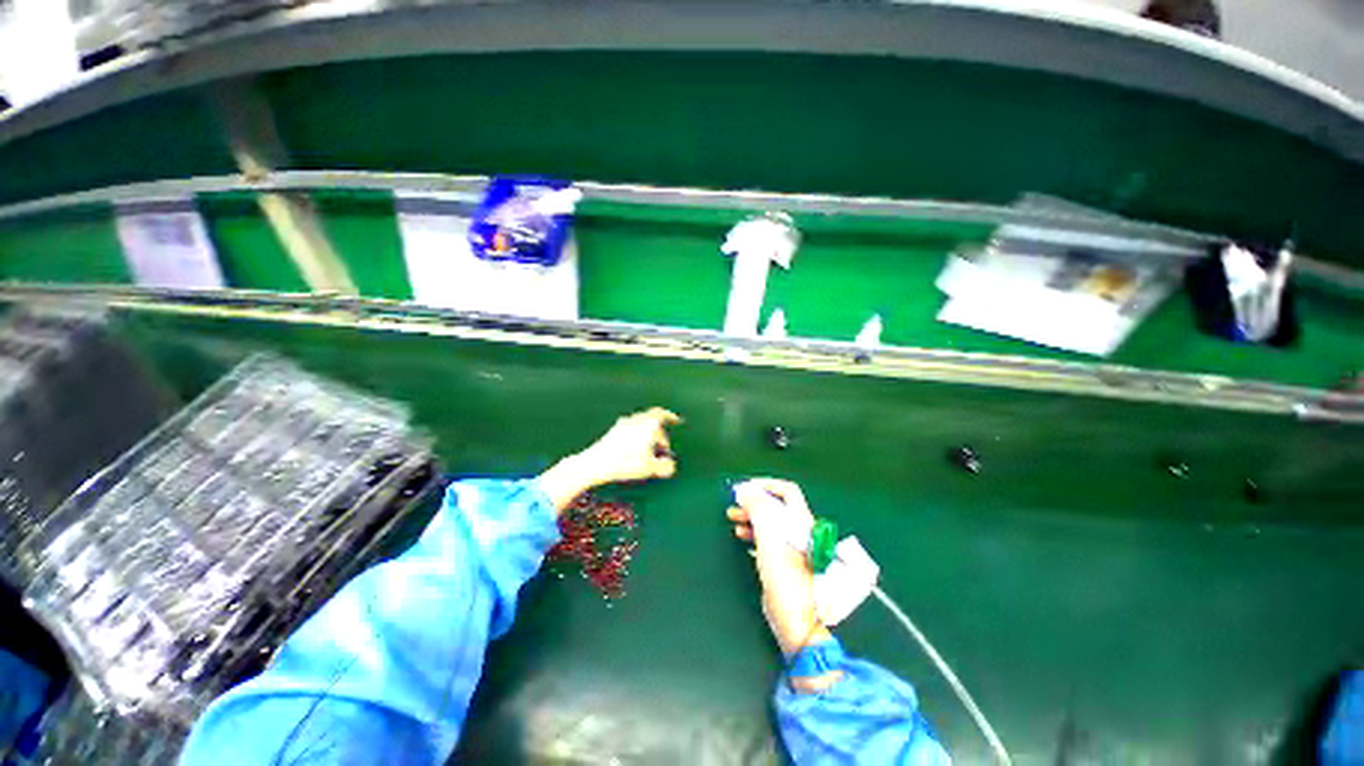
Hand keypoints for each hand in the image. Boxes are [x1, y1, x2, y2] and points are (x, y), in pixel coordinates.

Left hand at [538, 408, 681, 511]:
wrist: (594, 463)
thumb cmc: (625, 463)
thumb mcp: (650, 468)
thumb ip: (664, 467)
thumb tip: (670, 466)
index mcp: (647, 424)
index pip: (662, 414)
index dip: (671, 416)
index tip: (677, 421)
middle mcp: (635, 420)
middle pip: (652, 422)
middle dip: (659, 434)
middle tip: (663, 449)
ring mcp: (622, 425)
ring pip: (640, 426)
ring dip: (648, 436)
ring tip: (649, 452)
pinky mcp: (612, 432)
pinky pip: (630, 430)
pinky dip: (637, 438)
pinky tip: (634, 452)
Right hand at [727, 479, 832, 660]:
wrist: (797, 622)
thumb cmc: (786, 576)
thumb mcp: (769, 538)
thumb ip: (758, 510)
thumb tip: (745, 490)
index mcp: (802, 521)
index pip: (787, 491)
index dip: (766, 484)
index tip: (746, 489)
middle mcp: (801, 531)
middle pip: (777, 506)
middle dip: (754, 502)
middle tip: (734, 505)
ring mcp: (794, 548)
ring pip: (771, 522)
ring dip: (752, 517)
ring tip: (733, 519)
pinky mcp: (787, 563)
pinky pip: (769, 538)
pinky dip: (755, 533)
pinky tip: (743, 536)